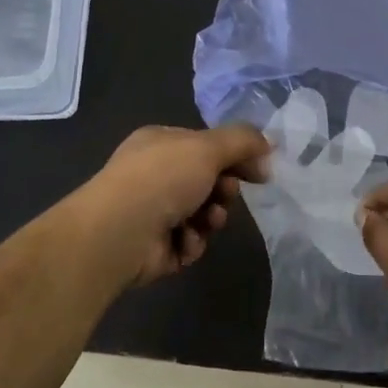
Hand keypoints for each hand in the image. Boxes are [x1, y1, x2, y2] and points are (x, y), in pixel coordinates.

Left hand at [74, 124, 270, 286]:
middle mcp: (154, 175)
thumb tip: (267, 146)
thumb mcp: (208, 147)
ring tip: (206, 221)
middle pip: (207, 181)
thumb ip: (243, 141)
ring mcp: (152, 211)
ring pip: (202, 214)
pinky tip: (184, 241)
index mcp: (160, 143)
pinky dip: (192, 242)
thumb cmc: (162, 179)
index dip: (235, 157)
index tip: (259, 171)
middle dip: (223, 190)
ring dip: (211, 218)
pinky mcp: (155, 246)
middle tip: (225, 194)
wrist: (120, 233)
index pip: (206, 146)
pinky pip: (190, 242)